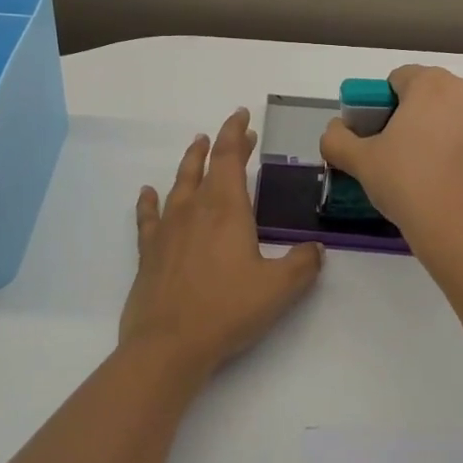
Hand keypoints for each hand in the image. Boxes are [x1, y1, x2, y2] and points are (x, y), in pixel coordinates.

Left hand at [119, 107, 323, 384]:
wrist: (169, 345)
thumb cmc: (227, 311)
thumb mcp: (279, 289)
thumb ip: (302, 264)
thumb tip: (315, 249)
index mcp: (226, 210)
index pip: (230, 159)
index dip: (236, 134)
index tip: (242, 116)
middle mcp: (194, 210)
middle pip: (205, 166)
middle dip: (220, 146)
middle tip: (234, 134)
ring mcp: (167, 230)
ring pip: (178, 185)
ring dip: (190, 164)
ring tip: (196, 147)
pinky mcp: (149, 253)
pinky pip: (148, 217)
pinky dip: (149, 202)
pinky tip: (147, 193)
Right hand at [319, 65, 462, 256]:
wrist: (460, 227)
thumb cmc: (407, 181)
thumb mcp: (360, 160)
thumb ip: (336, 139)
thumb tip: (335, 131)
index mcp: (432, 83)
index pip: (396, 80)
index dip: (377, 105)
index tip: (370, 135)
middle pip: (422, 94)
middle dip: (402, 116)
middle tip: (385, 151)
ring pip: (443, 115)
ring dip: (424, 131)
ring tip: (408, 167)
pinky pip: (461, 135)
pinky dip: (445, 147)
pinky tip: (432, 176)